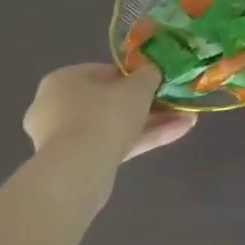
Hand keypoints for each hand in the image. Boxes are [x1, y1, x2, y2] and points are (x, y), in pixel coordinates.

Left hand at [23, 63, 195, 165]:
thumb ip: (149, 75)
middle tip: (175, 104)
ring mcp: (64, 139)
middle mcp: (57, 107)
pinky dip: (140, 140)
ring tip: (187, 120)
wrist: (77, 172)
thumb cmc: (105, 114)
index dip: (136, 77)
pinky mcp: (75, 164)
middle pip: (111, 102)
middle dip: (148, 104)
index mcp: (64, 80)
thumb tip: (152, 73)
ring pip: (115, 126)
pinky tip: (175, 134)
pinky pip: (112, 145)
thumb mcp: (138, 85)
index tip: (159, 83)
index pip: (105, 73)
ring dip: (151, 123)